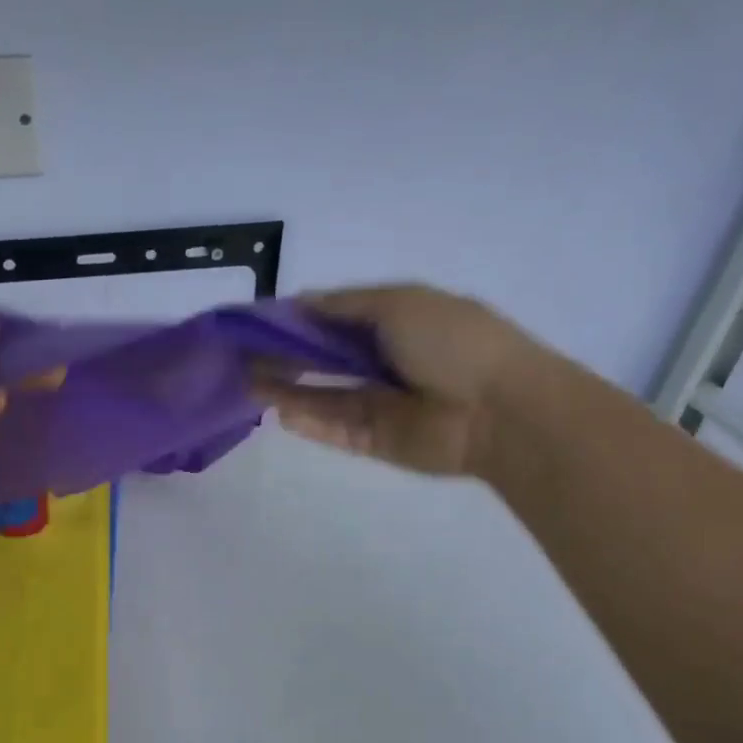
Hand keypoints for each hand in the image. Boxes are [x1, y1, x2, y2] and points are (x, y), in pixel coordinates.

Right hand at [253, 285, 533, 476]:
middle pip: (322, 359)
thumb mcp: (400, 303)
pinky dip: (309, 422)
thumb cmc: (453, 342)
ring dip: (287, 389)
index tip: (255, 321)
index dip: (295, 318)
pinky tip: (279, 413)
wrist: (499, 411)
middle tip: (242, 356)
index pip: (333, 319)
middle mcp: (382, 361)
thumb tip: (299, 301)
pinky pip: (334, 429)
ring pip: (322, 395)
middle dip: (284, 356)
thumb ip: (345, 305)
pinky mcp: (375, 441)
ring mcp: (378, 404)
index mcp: (393, 322)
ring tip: (248, 383)